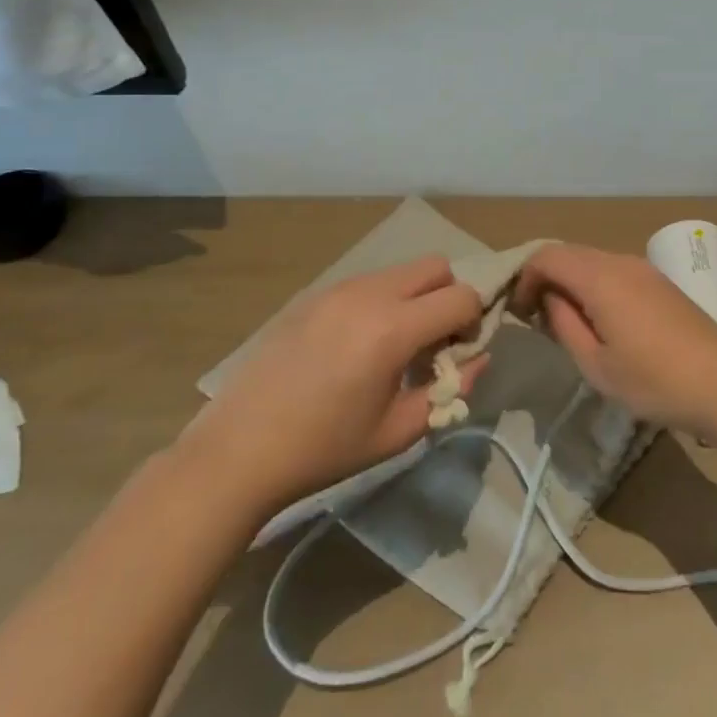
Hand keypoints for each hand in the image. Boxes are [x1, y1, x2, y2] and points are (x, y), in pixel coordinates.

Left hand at [176, 256, 485, 520]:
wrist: (239, 450)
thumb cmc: (324, 448)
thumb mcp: (398, 431)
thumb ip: (449, 390)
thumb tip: (477, 359)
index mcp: (392, 328)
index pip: (462, 296)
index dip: (473, 321)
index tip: (456, 353)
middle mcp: (369, 294)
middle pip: (436, 266)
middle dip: (447, 297)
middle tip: (431, 341)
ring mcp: (338, 289)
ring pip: (401, 270)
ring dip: (414, 297)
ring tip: (392, 345)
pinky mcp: (314, 295)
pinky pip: (368, 282)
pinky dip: (382, 300)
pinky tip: (357, 345)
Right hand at [514, 244, 716, 429]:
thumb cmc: (653, 380)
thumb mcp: (595, 364)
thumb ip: (564, 324)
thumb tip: (550, 299)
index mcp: (600, 278)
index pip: (548, 256)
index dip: (525, 278)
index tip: (520, 312)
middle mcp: (622, 261)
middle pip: (570, 253)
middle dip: (546, 278)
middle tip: (536, 317)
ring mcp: (645, 269)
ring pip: (593, 261)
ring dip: (572, 282)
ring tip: (567, 322)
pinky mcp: (661, 282)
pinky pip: (615, 270)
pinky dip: (595, 285)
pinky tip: (601, 319)